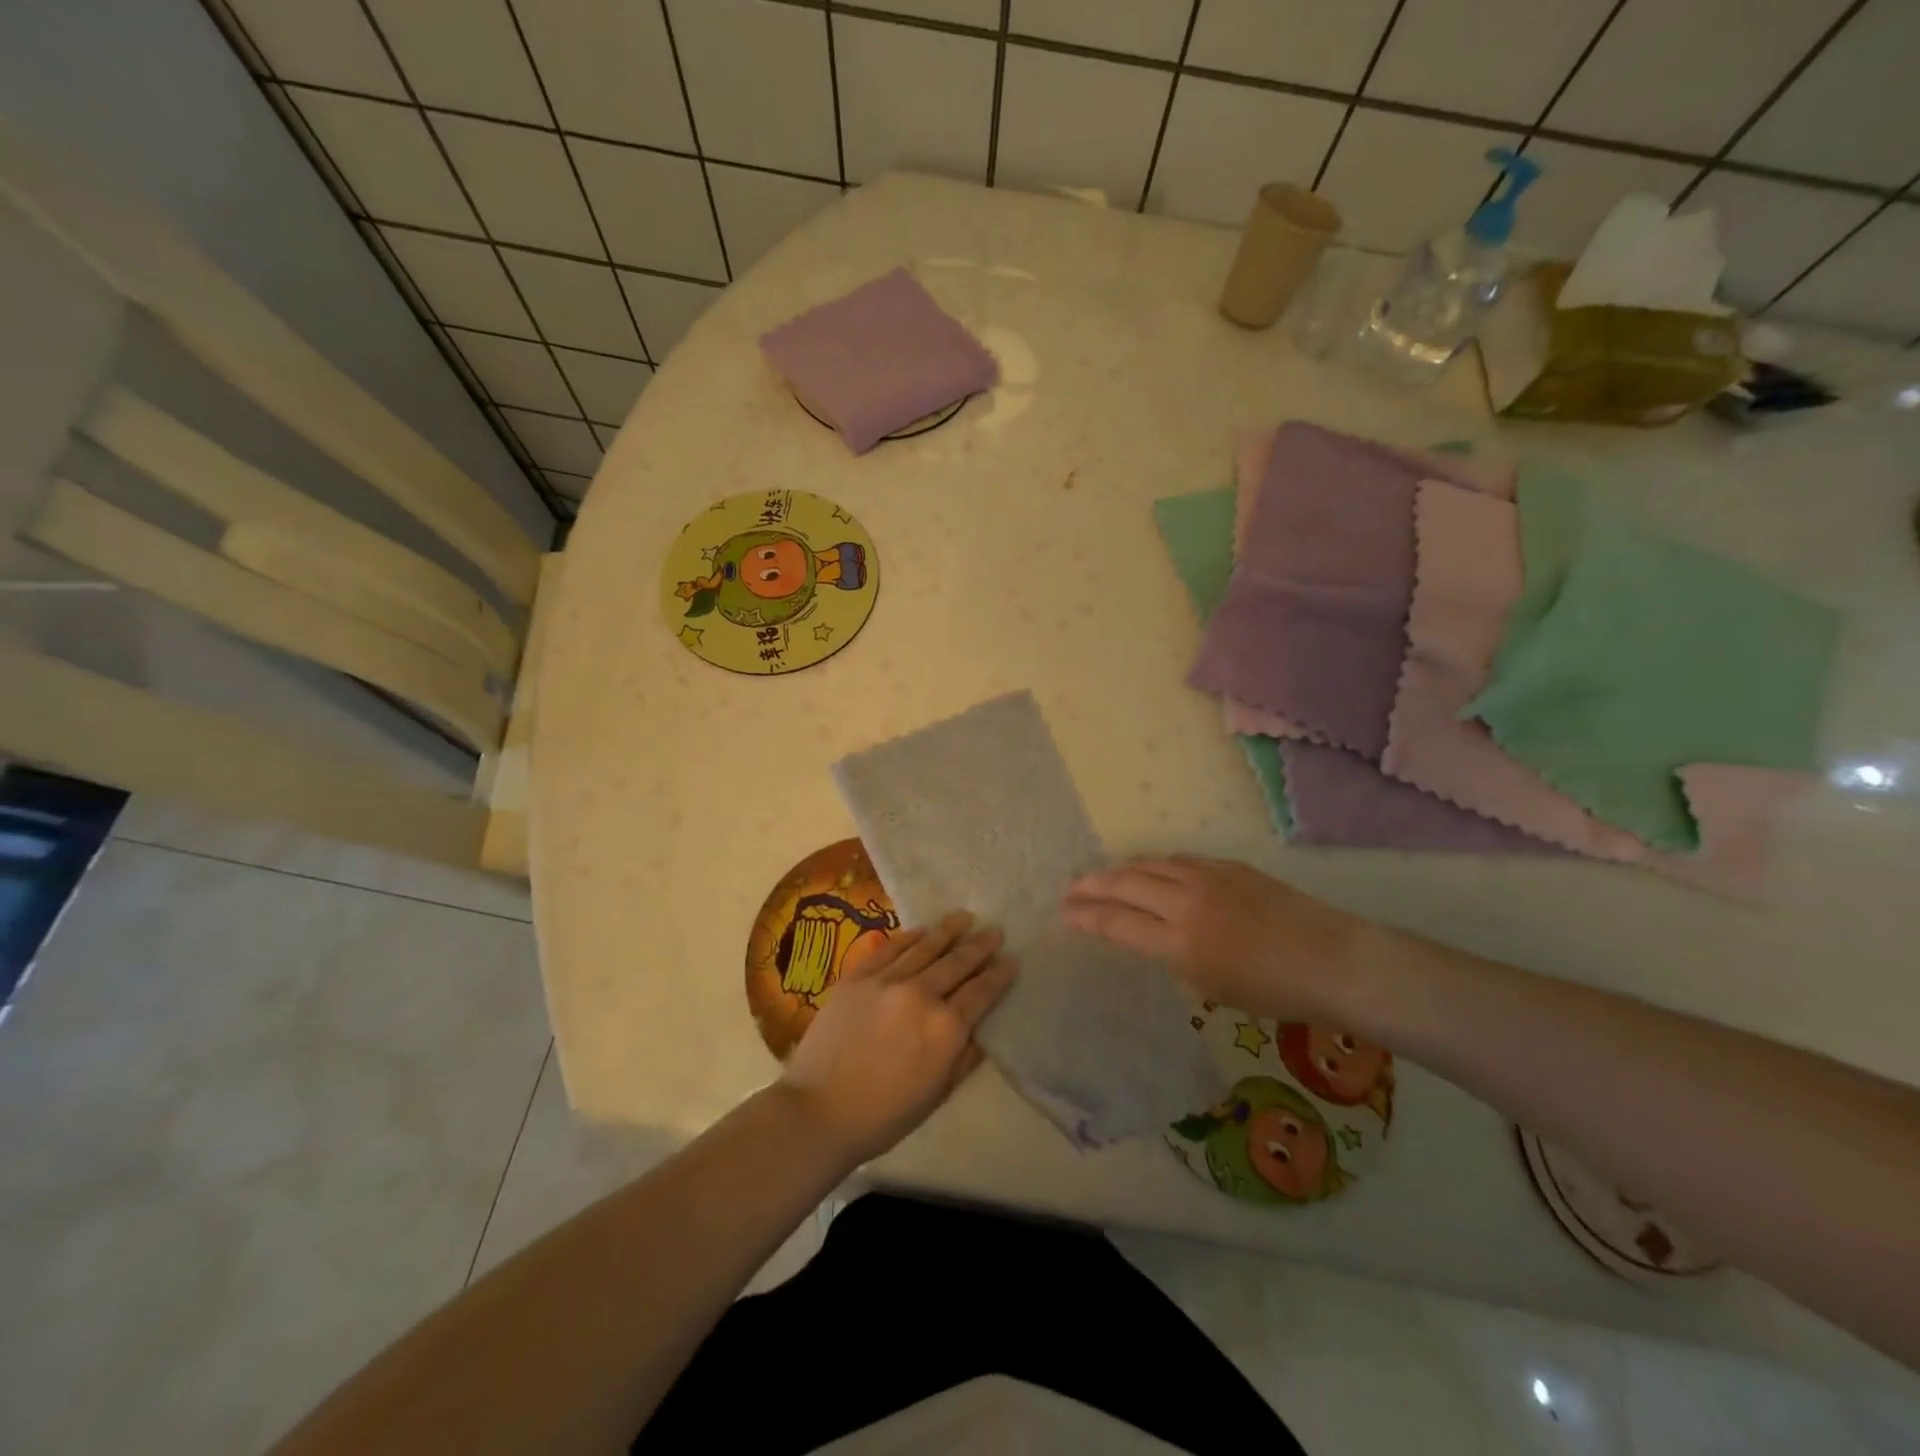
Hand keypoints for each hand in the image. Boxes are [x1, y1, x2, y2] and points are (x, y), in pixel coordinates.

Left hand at [779, 912, 1015, 1166]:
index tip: (1012, 959)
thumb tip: (982, 1027)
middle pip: (957, 962)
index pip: (982, 991)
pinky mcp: (857, 976)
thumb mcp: (938, 1093)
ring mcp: (887, 980)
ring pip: (925, 947)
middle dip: (979, 945)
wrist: (819, 1110)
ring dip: (948, 931)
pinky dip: (908, 937)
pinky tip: (921, 931)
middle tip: (995, 930)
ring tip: (964, 917)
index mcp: (946, 1028)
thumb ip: (965, 1056)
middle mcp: (921, 994)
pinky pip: (889, 948)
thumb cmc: (885, 1114)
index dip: (1000, 974)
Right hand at [1061, 855, 1381, 1024]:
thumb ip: (1173, 957)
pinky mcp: (1228, 866)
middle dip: (1091, 885)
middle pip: (1124, 883)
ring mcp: (1207, 877)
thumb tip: (1153, 936)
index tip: (1064, 913)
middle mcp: (1185, 902)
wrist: (1332, 960)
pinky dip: (1155, 865)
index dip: (1085, 916)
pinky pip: (1179, 860)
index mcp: (1179, 942)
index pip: (1116, 922)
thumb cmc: (1273, 992)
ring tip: (1103, 876)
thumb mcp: (1211, 987)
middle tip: (1070, 889)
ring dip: (1120, 870)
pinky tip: (1151, 870)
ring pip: (1149, 864)